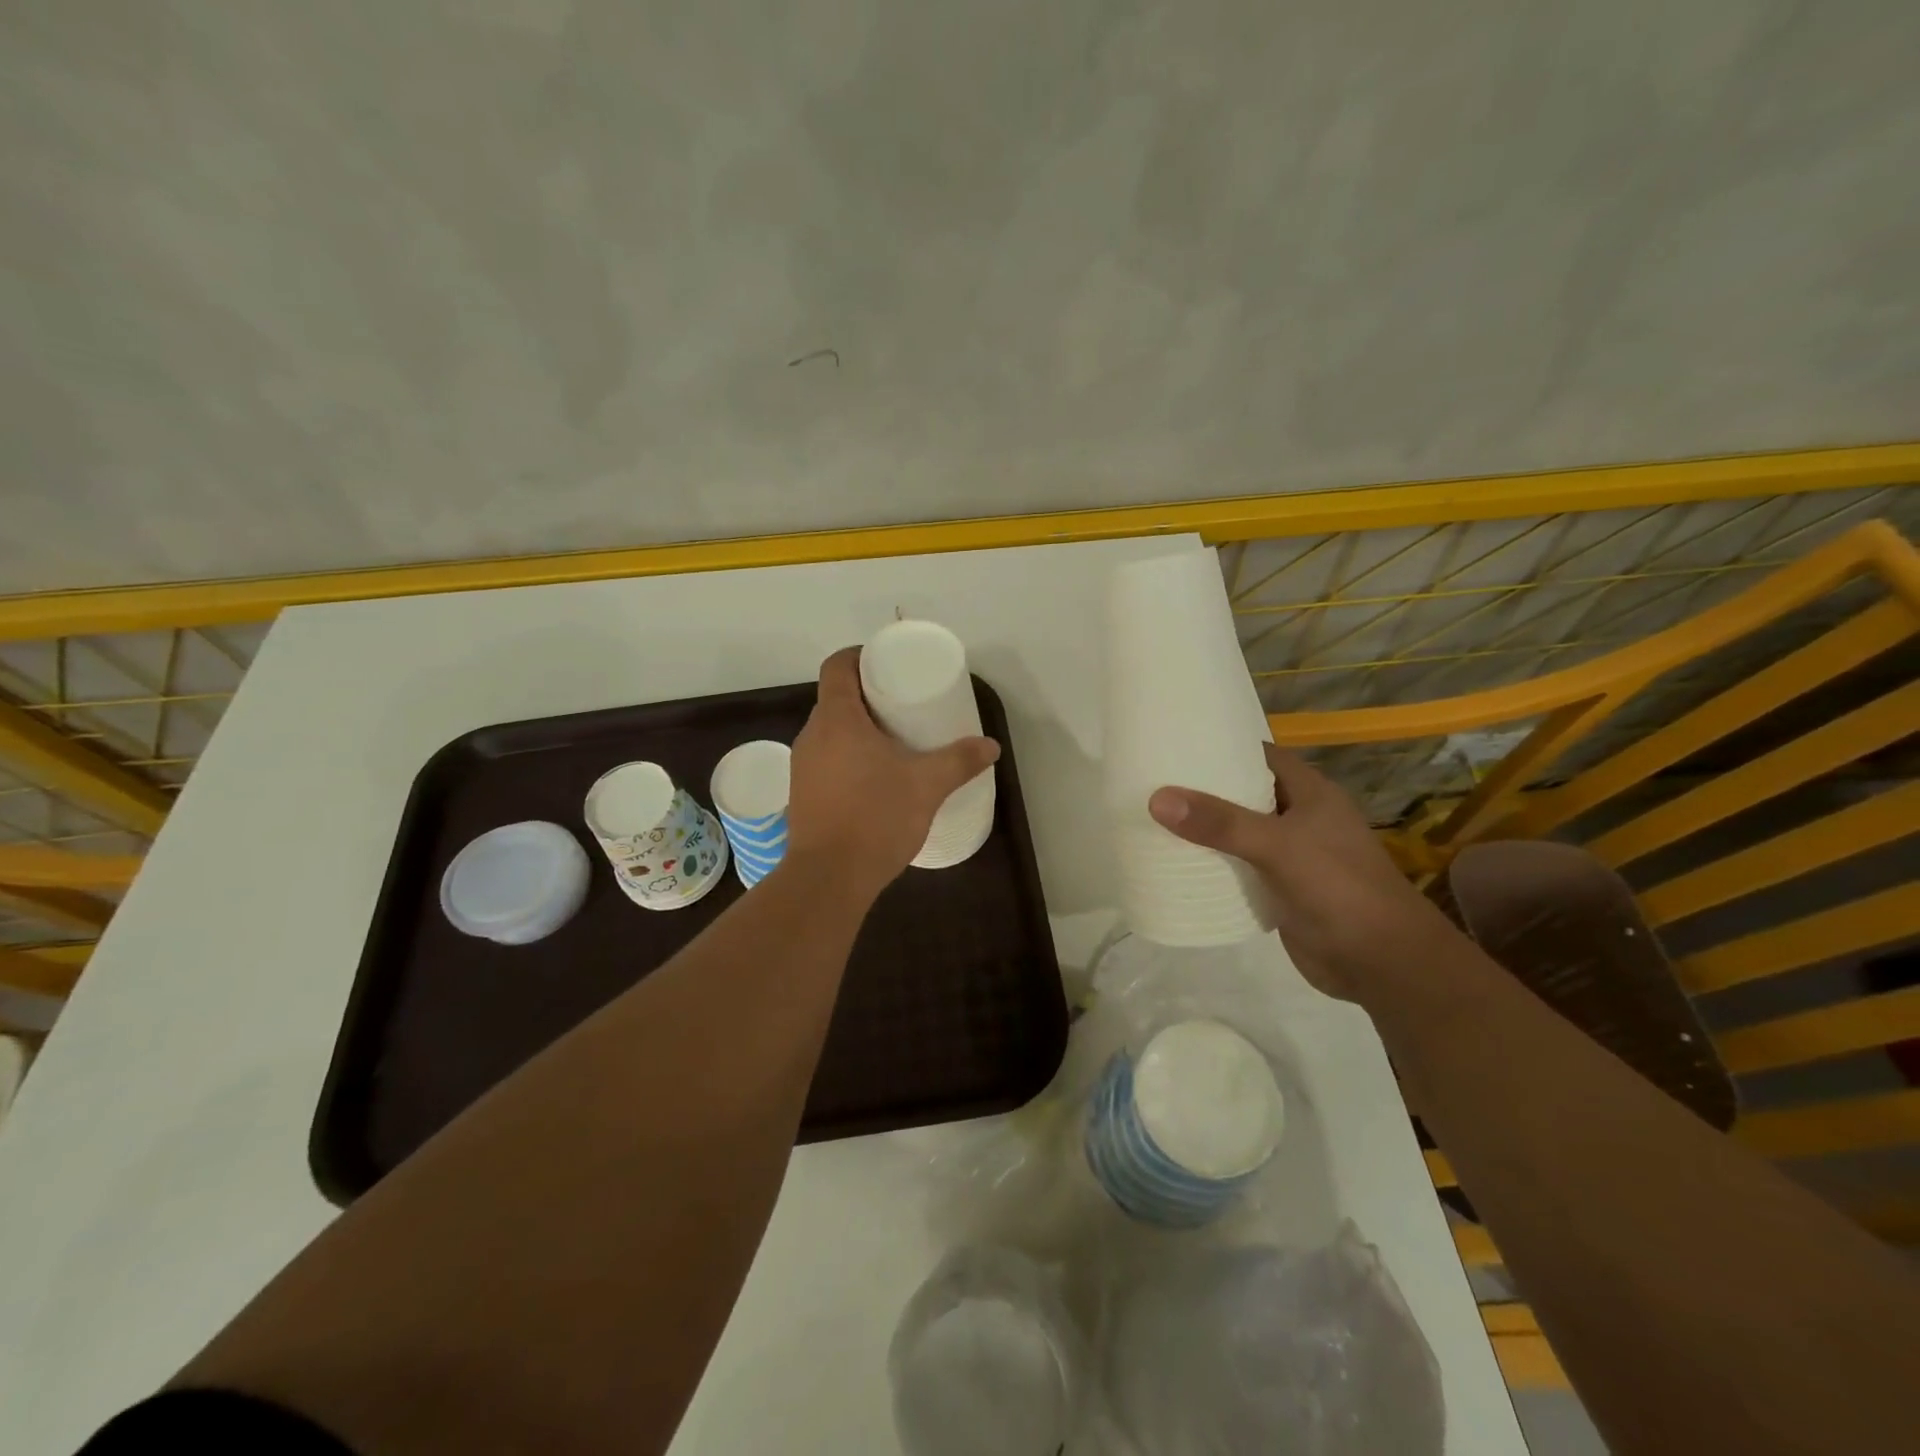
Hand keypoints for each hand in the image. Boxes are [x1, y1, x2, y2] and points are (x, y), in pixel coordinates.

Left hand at [787, 648, 1000, 894]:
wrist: (829, 878)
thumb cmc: (876, 818)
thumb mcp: (927, 786)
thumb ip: (960, 761)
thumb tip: (991, 746)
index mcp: (837, 719)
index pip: (838, 666)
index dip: (860, 656)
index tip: (889, 665)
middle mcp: (812, 735)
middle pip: (836, 698)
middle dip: (868, 696)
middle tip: (903, 705)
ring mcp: (802, 766)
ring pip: (831, 731)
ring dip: (858, 729)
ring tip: (893, 741)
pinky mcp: (802, 794)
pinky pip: (826, 759)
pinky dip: (848, 757)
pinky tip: (874, 779)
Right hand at [1148, 743, 1447, 1000]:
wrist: (1382, 963)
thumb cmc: (1338, 888)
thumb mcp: (1278, 846)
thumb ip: (1220, 823)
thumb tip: (1158, 798)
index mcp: (1312, 793)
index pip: (1262, 756)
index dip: (1225, 747)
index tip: (1179, 745)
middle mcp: (1302, 818)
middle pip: (1246, 794)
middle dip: (1207, 789)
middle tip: (1156, 781)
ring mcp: (1293, 857)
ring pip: (1241, 833)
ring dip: (1207, 829)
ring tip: (1156, 817)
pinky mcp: (1281, 890)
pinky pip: (1240, 868)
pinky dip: (1215, 865)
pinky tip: (1179, 863)